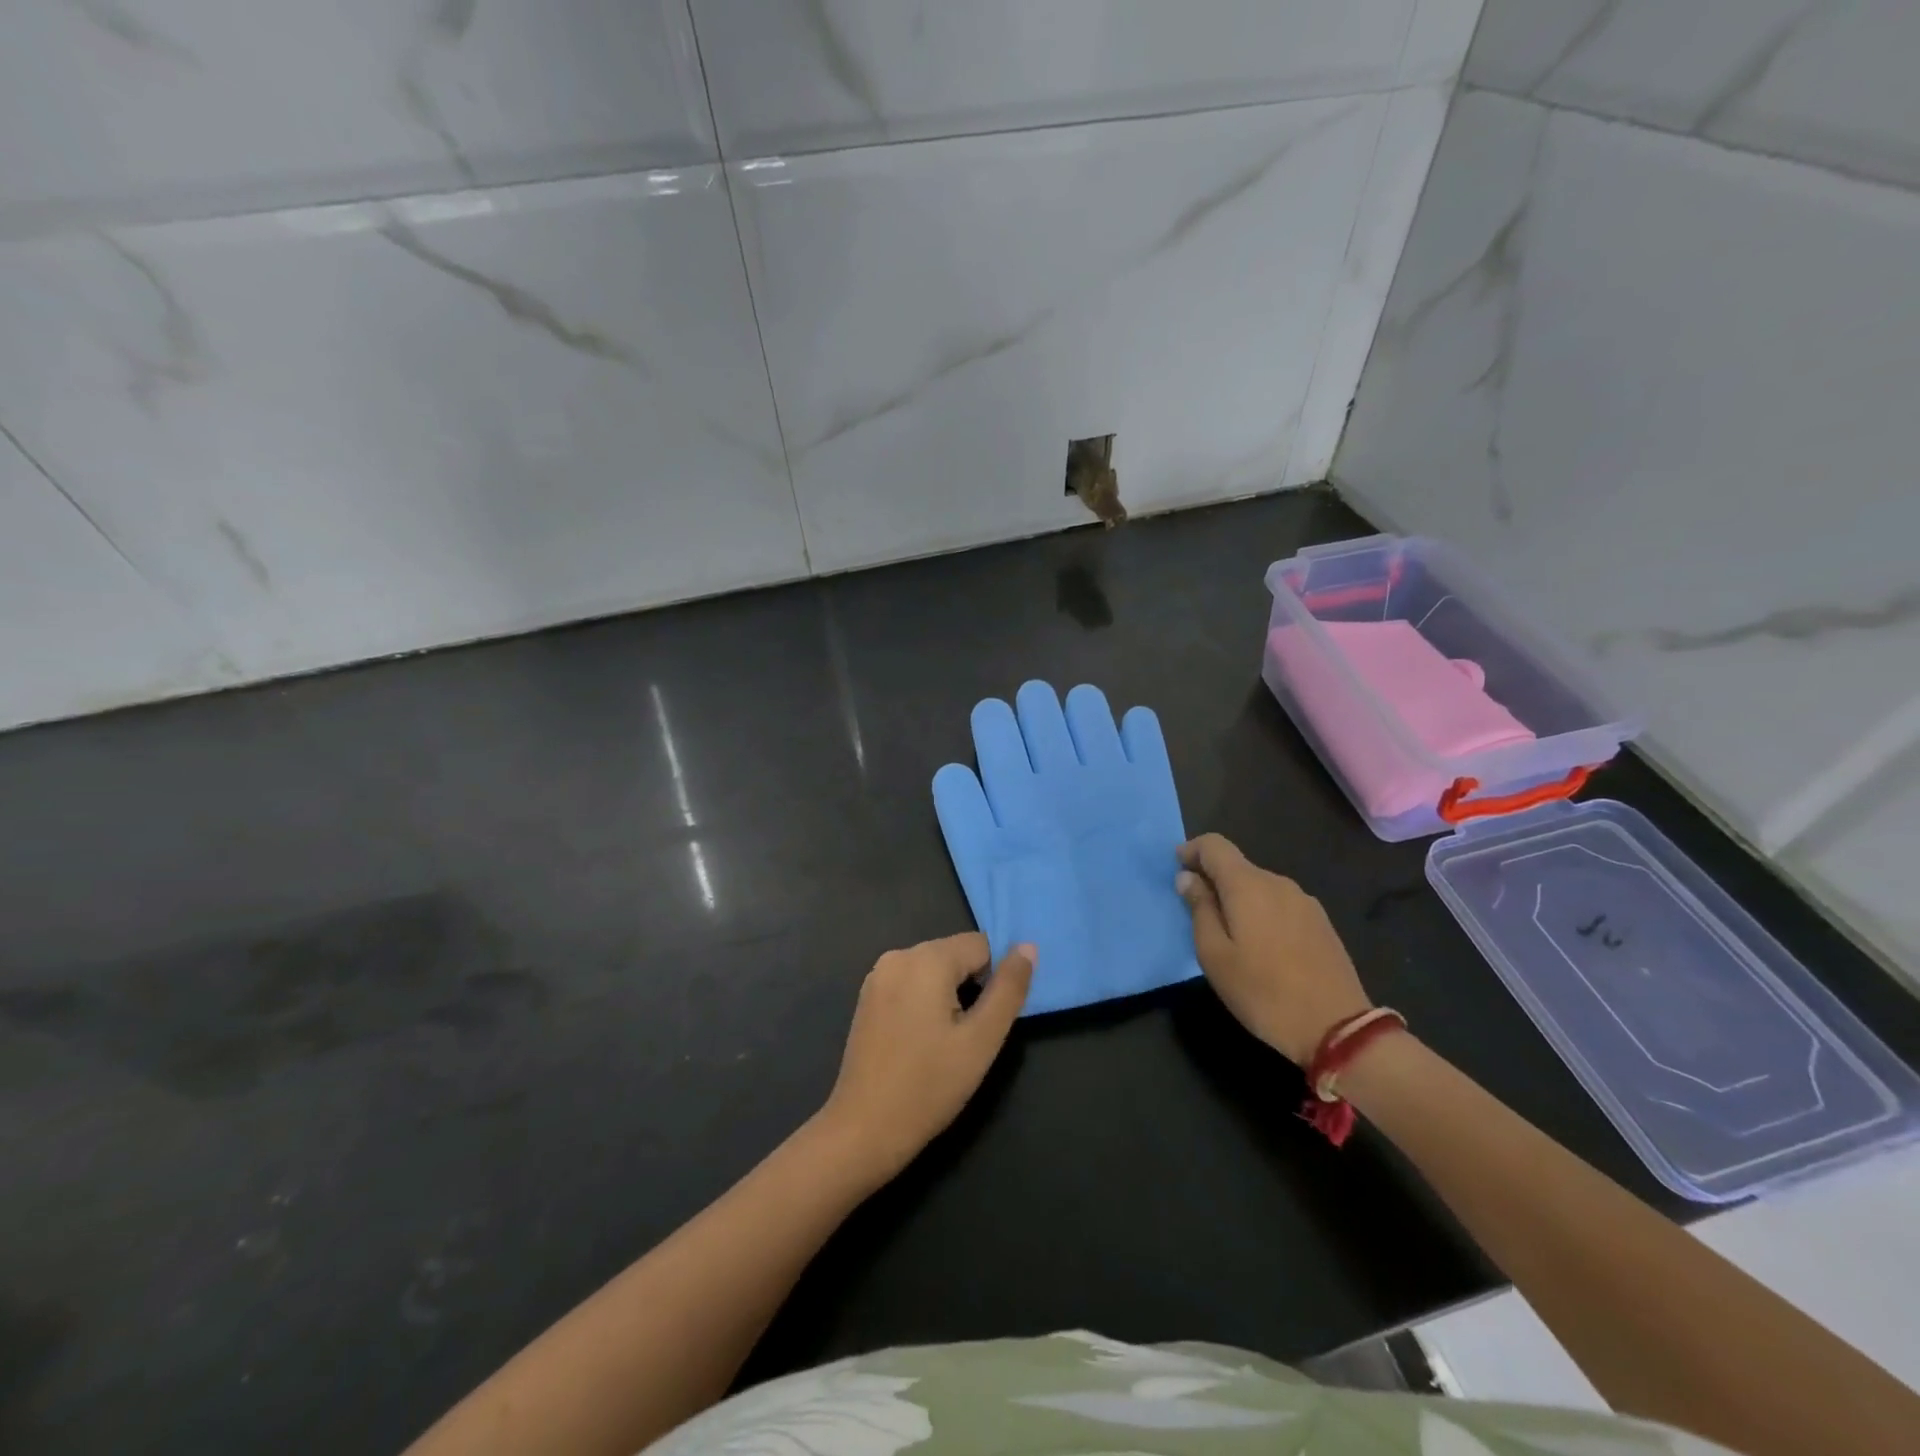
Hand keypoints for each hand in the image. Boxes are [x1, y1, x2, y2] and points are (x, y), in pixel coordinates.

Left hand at [818, 933, 1032, 1179]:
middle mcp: (898, 955)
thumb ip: (1009, 989)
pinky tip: (922, 1041)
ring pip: (934, 970)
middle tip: (969, 1036)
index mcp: (926, 958)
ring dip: (949, 996)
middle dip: (971, 986)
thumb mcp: (982, 1040)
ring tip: (946, 1042)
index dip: (995, 979)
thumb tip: (1028, 947)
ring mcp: (878, 976)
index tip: (990, 1018)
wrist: (864, 1129)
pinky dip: (925, 1002)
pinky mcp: (868, 997)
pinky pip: (911, 984)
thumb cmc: (929, 1085)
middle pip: (955, 954)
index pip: (981, 945)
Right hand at [1175, 834, 1370, 1064]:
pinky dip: (1261, 912)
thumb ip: (1199, 909)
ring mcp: (1304, 901)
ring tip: (1229, 934)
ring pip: (1259, 886)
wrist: (1338, 1029)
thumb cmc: (1263, 992)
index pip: (1215, 845)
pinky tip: (1262, 946)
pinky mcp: (1321, 922)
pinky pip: (1280, 904)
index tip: (1177, 869)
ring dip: (1238, 898)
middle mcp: (1278, 882)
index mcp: (1248, 885)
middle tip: (1196, 912)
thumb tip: (1188, 877)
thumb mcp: (1215, 955)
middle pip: (1237, 866)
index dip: (1192, 850)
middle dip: (1213, 879)